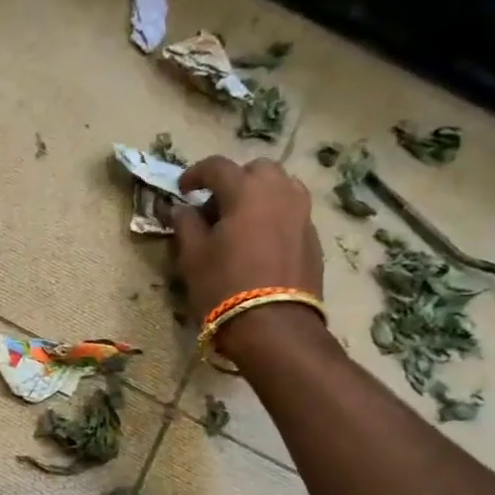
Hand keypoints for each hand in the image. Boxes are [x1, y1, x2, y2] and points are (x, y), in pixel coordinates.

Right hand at [168, 157, 325, 364]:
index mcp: (246, 191)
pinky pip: (292, 213)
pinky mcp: (313, 238)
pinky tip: (260, 243)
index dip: (195, 174)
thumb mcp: (193, 257)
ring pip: (281, 188)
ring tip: (241, 221)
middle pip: (257, 170)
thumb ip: (186, 225)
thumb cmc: (224, 288)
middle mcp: (279, 193)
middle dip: (235, 180)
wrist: (274, 327)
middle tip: (215, 205)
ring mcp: (302, 214)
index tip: (183, 191)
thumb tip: (181, 209)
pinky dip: (274, 216)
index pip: (217, 167)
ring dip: (259, 195)